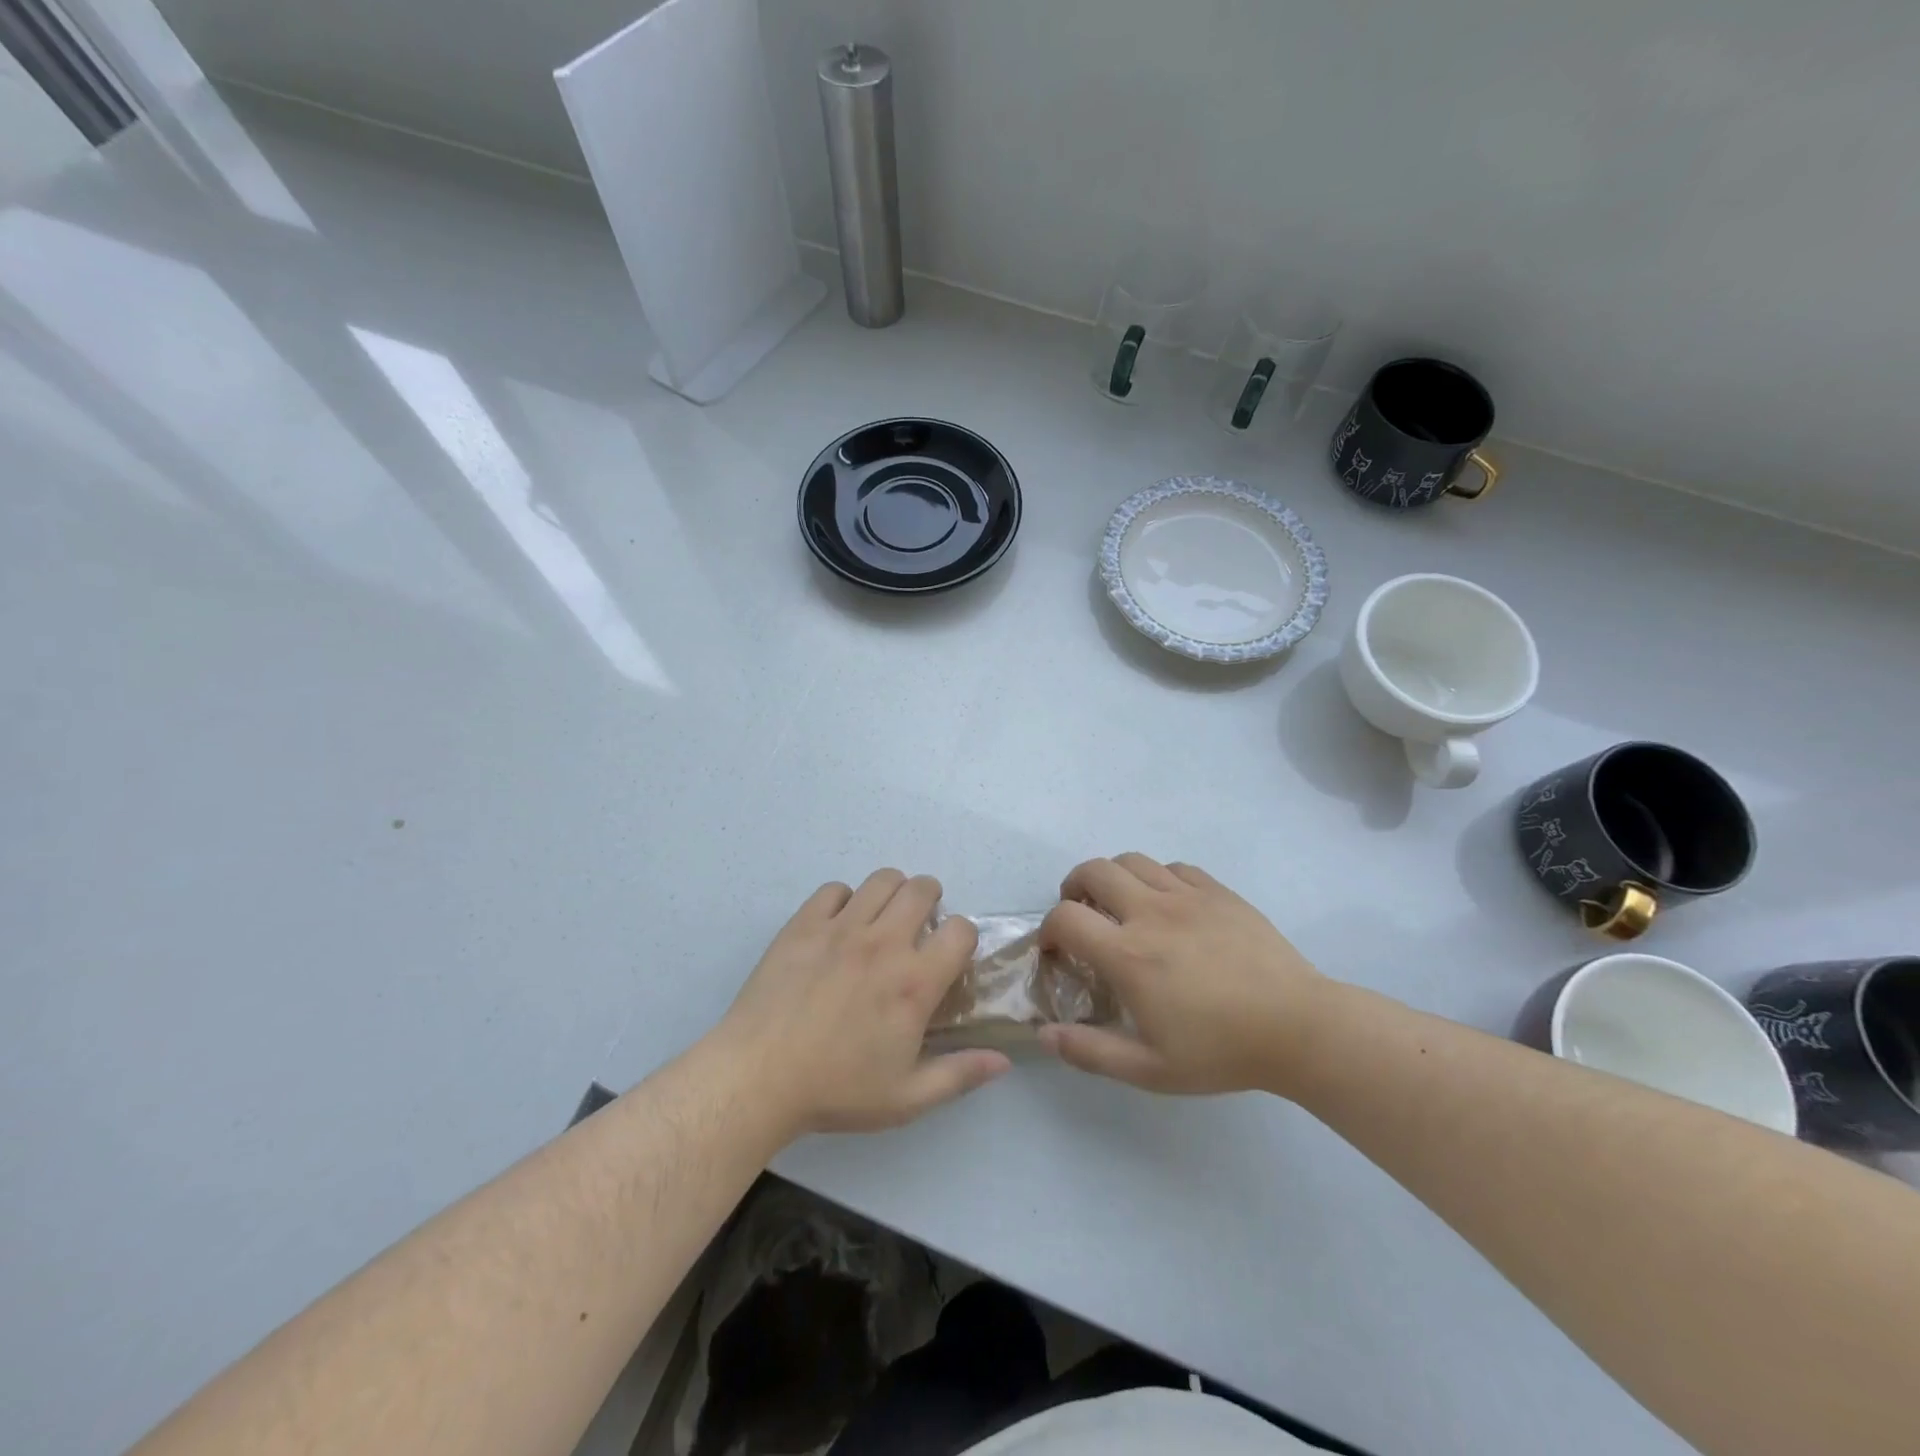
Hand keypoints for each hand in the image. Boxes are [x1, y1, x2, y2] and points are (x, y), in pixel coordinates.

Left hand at [715, 870, 1010, 1136]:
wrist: (757, 1078)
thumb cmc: (835, 1090)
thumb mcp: (906, 1097)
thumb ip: (960, 1075)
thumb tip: (1004, 1060)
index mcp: (914, 982)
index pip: (961, 930)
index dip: (963, 939)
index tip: (949, 958)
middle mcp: (883, 943)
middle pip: (923, 888)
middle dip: (931, 902)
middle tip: (918, 930)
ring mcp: (841, 927)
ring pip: (882, 879)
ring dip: (892, 893)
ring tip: (882, 920)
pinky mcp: (804, 924)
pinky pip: (835, 889)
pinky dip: (844, 901)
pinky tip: (838, 928)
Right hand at [1037, 854, 1328, 1095]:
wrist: (1299, 1028)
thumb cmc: (1222, 1051)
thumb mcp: (1151, 1069)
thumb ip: (1091, 1052)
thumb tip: (1043, 1034)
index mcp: (1128, 954)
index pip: (1065, 918)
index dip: (1047, 929)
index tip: (1054, 949)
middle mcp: (1150, 912)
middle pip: (1093, 871)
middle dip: (1073, 888)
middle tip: (1081, 914)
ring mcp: (1187, 895)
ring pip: (1131, 861)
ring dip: (1113, 877)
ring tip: (1119, 904)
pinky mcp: (1218, 891)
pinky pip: (1174, 867)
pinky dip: (1156, 878)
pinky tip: (1167, 905)